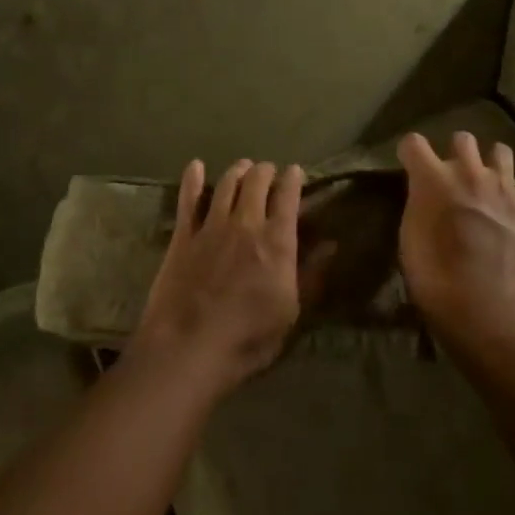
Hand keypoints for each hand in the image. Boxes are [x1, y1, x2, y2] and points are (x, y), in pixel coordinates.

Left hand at [129, 159, 324, 394]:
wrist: (188, 348)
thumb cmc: (248, 338)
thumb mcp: (291, 312)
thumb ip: (311, 274)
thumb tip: (331, 244)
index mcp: (277, 241)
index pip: (288, 196)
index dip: (293, 179)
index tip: (296, 172)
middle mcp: (246, 223)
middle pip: (257, 181)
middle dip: (266, 170)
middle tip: (269, 171)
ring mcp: (211, 226)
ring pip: (227, 183)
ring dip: (238, 170)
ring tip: (243, 167)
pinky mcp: (183, 235)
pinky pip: (188, 199)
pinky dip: (193, 179)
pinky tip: (196, 166)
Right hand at [396, 131, 514, 343]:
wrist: (493, 313)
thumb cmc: (438, 282)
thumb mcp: (410, 243)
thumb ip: (418, 208)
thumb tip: (424, 196)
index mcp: (434, 180)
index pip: (413, 143)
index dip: (409, 154)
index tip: (409, 167)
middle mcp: (471, 174)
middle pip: (462, 138)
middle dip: (455, 152)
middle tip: (451, 177)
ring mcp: (507, 190)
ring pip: (502, 152)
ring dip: (491, 164)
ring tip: (487, 184)